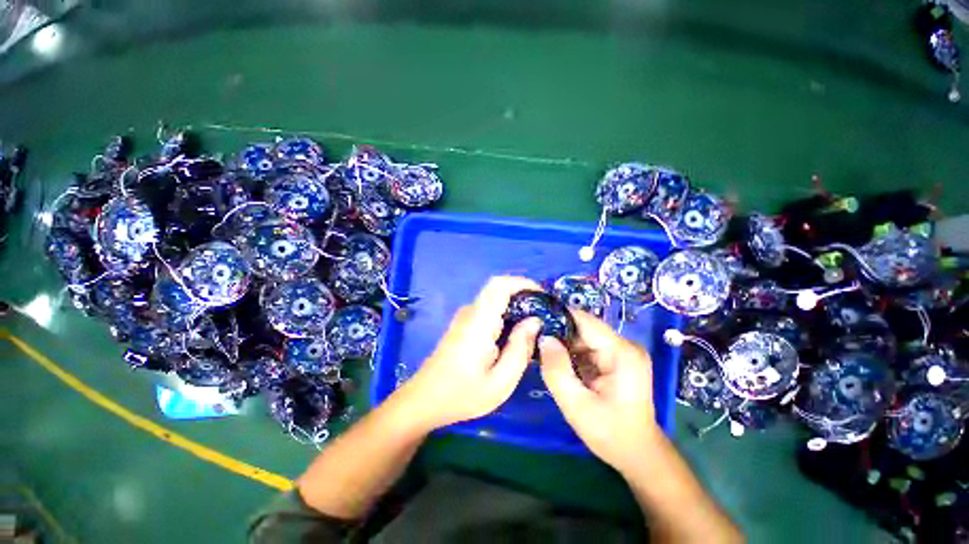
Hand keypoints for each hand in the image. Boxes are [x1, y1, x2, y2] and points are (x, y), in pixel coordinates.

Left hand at [397, 276, 543, 430]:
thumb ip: (520, 348)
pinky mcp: (463, 324)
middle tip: (544, 313)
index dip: (523, 282)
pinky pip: (488, 309)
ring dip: (515, 304)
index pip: (500, 285)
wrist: (424, 400)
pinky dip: (505, 313)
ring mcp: (465, 317)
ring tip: (534, 325)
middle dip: (523, 293)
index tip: (543, 295)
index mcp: (479, 322)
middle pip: (498, 288)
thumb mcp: (500, 382)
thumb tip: (535, 321)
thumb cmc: (462, 395)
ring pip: (494, 298)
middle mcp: (471, 312)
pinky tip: (514, 333)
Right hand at [539, 310, 661, 472]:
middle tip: (536, 344)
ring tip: (545, 355)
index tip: (534, 324)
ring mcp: (623, 351)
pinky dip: (573, 353)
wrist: (638, 454)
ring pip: (584, 337)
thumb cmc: (610, 434)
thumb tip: (544, 338)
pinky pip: (589, 347)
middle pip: (584, 328)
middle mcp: (625, 345)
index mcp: (622, 353)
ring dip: (565, 345)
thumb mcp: (576, 405)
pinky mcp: (618, 358)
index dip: (558, 318)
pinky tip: (560, 364)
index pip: (584, 320)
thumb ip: (556, 370)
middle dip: (559, 335)